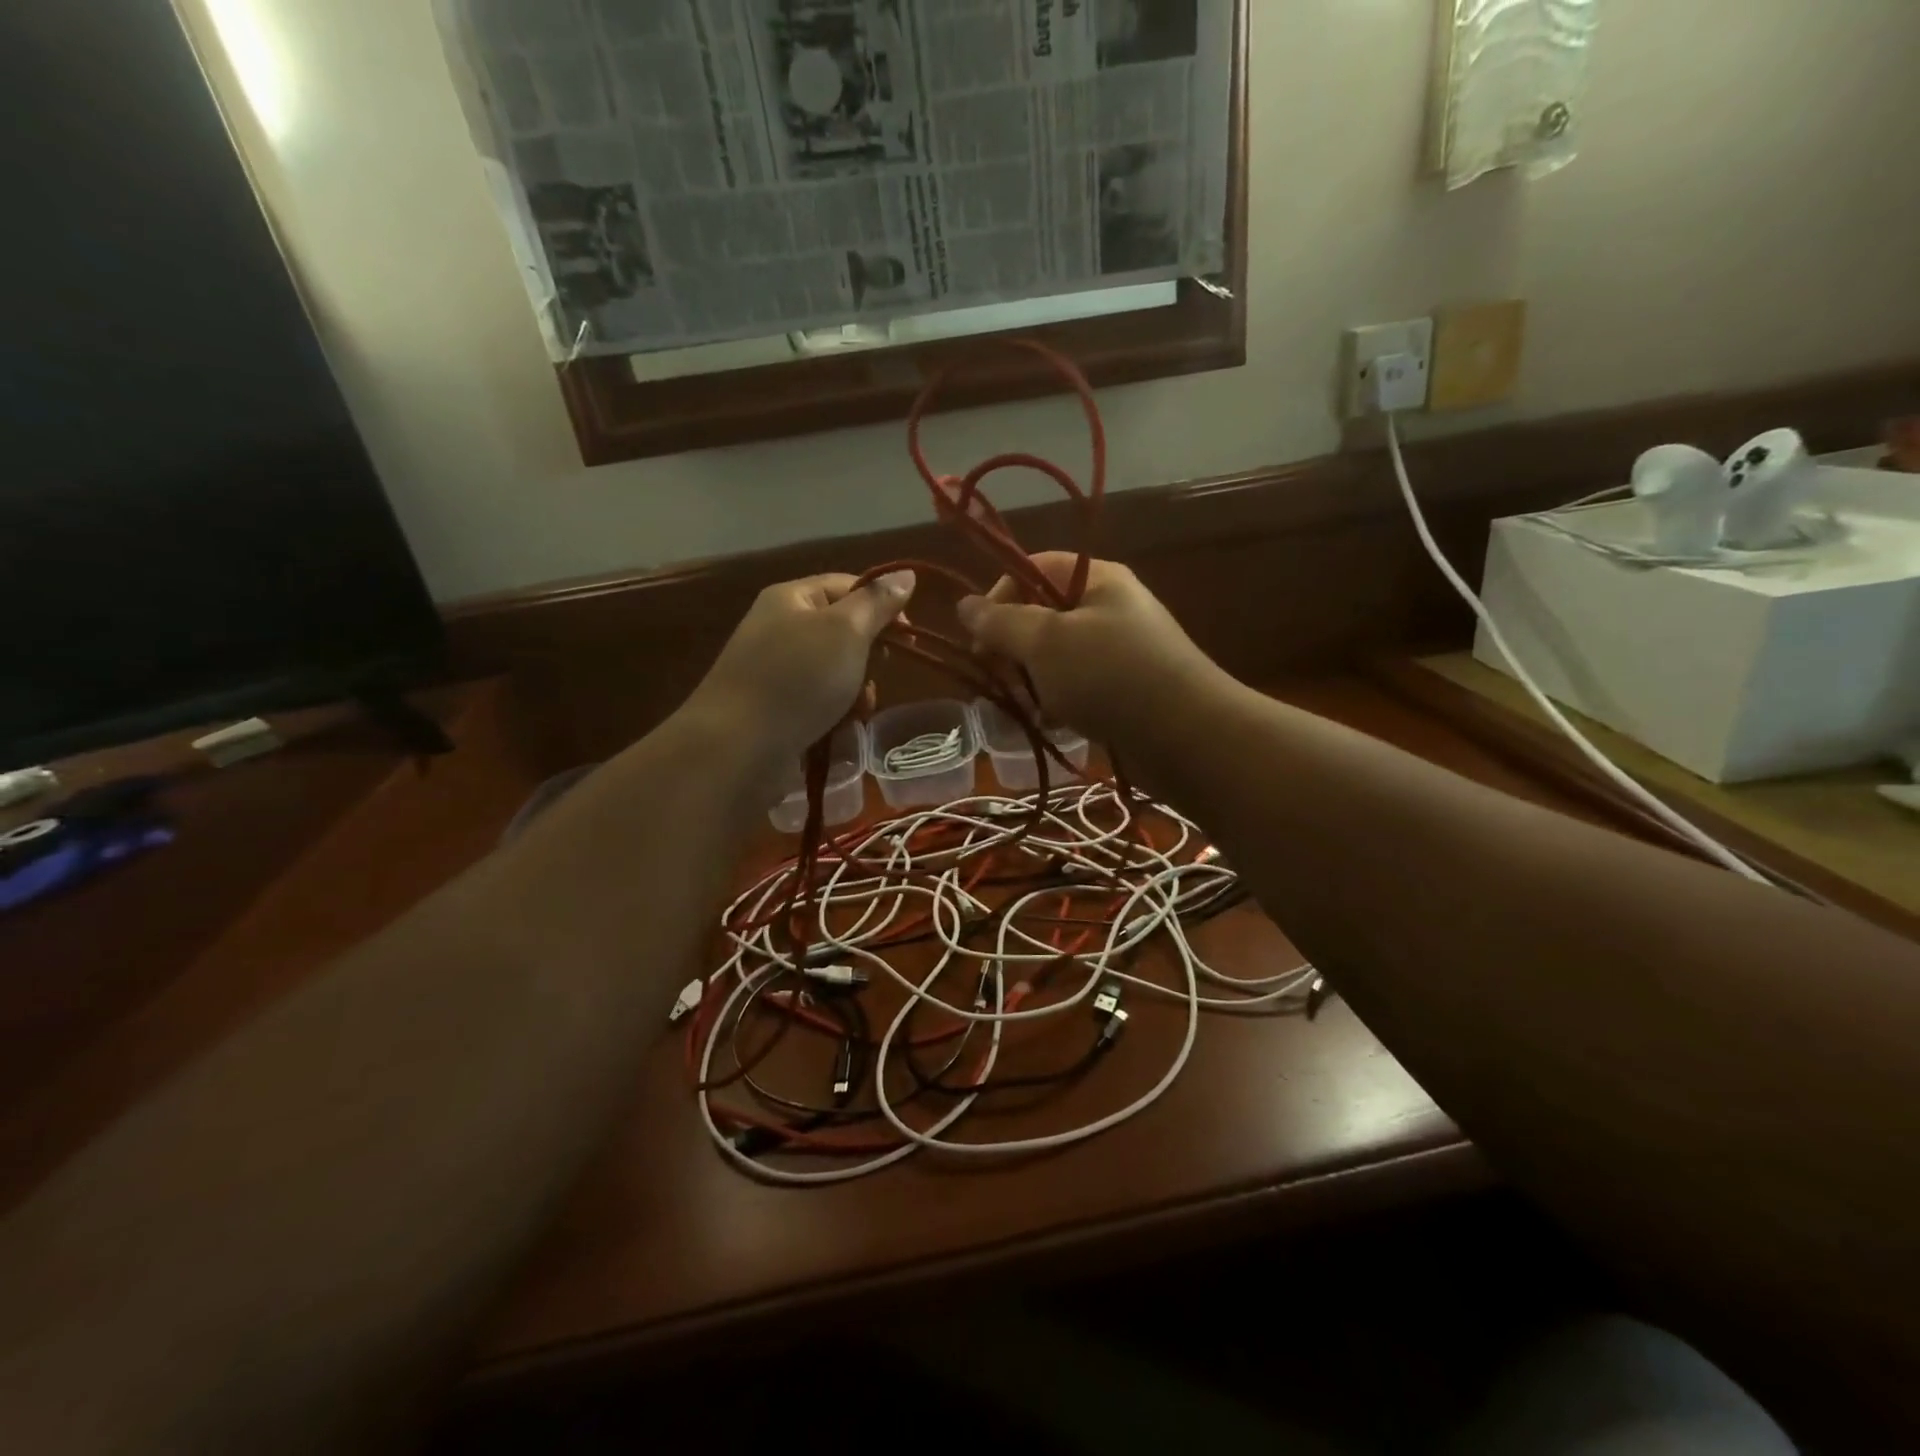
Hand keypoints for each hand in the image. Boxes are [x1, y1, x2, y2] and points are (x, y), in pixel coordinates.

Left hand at [686, 571, 914, 760]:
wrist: (738, 747)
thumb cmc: (797, 679)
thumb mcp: (846, 631)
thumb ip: (878, 602)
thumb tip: (906, 573)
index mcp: (791, 599)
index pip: (847, 586)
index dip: (882, 605)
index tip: (908, 637)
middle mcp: (779, 629)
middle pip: (842, 632)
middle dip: (869, 656)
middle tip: (879, 673)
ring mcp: (775, 672)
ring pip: (835, 673)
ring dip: (855, 691)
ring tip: (858, 711)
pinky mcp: (775, 711)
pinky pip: (818, 704)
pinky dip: (835, 715)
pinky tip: (840, 731)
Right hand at [956, 555, 1216, 745]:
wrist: (1186, 735)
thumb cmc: (1109, 675)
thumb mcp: (1045, 642)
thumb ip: (1000, 622)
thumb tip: (964, 605)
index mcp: (1097, 578)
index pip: (1034, 568)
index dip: (999, 596)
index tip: (979, 638)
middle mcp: (1111, 606)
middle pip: (1044, 613)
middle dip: (1015, 647)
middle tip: (999, 677)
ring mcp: (1123, 649)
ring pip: (1059, 655)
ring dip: (1035, 679)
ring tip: (1028, 707)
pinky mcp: (1129, 687)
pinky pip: (1081, 685)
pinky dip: (1062, 701)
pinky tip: (1055, 722)